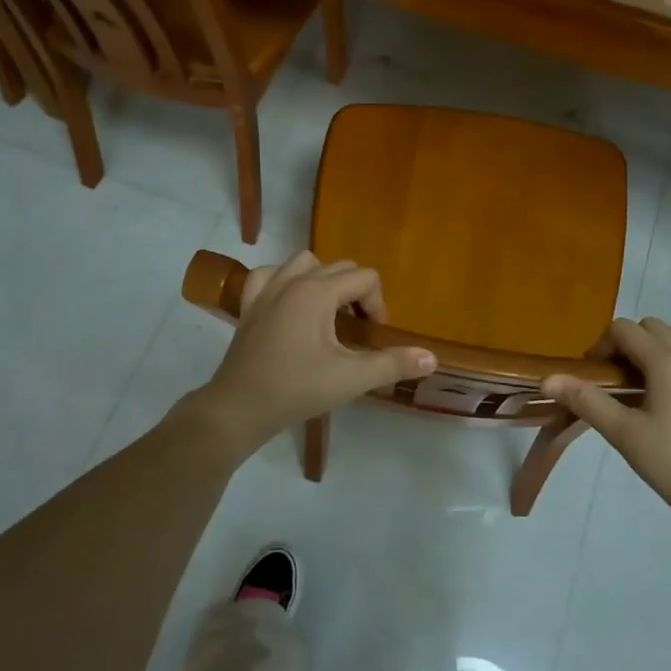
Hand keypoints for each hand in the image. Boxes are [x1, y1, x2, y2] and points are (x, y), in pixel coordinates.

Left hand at [192, 252, 435, 447]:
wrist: (238, 408)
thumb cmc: (297, 390)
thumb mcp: (351, 379)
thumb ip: (393, 364)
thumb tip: (431, 358)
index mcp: (318, 291)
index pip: (365, 278)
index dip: (378, 305)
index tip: (373, 337)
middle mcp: (292, 280)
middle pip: (339, 267)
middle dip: (357, 293)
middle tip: (358, 330)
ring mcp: (266, 289)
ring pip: (304, 262)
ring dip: (323, 280)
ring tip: (329, 313)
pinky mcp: (249, 304)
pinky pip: (269, 274)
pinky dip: (284, 281)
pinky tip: (290, 303)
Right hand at [544, 318, 670, 532]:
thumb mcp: (625, 435)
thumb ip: (587, 401)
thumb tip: (548, 379)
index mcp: (666, 361)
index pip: (624, 329)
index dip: (602, 346)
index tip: (597, 378)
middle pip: (651, 326)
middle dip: (629, 344)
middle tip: (620, 383)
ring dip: (657, 348)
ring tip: (648, 387)